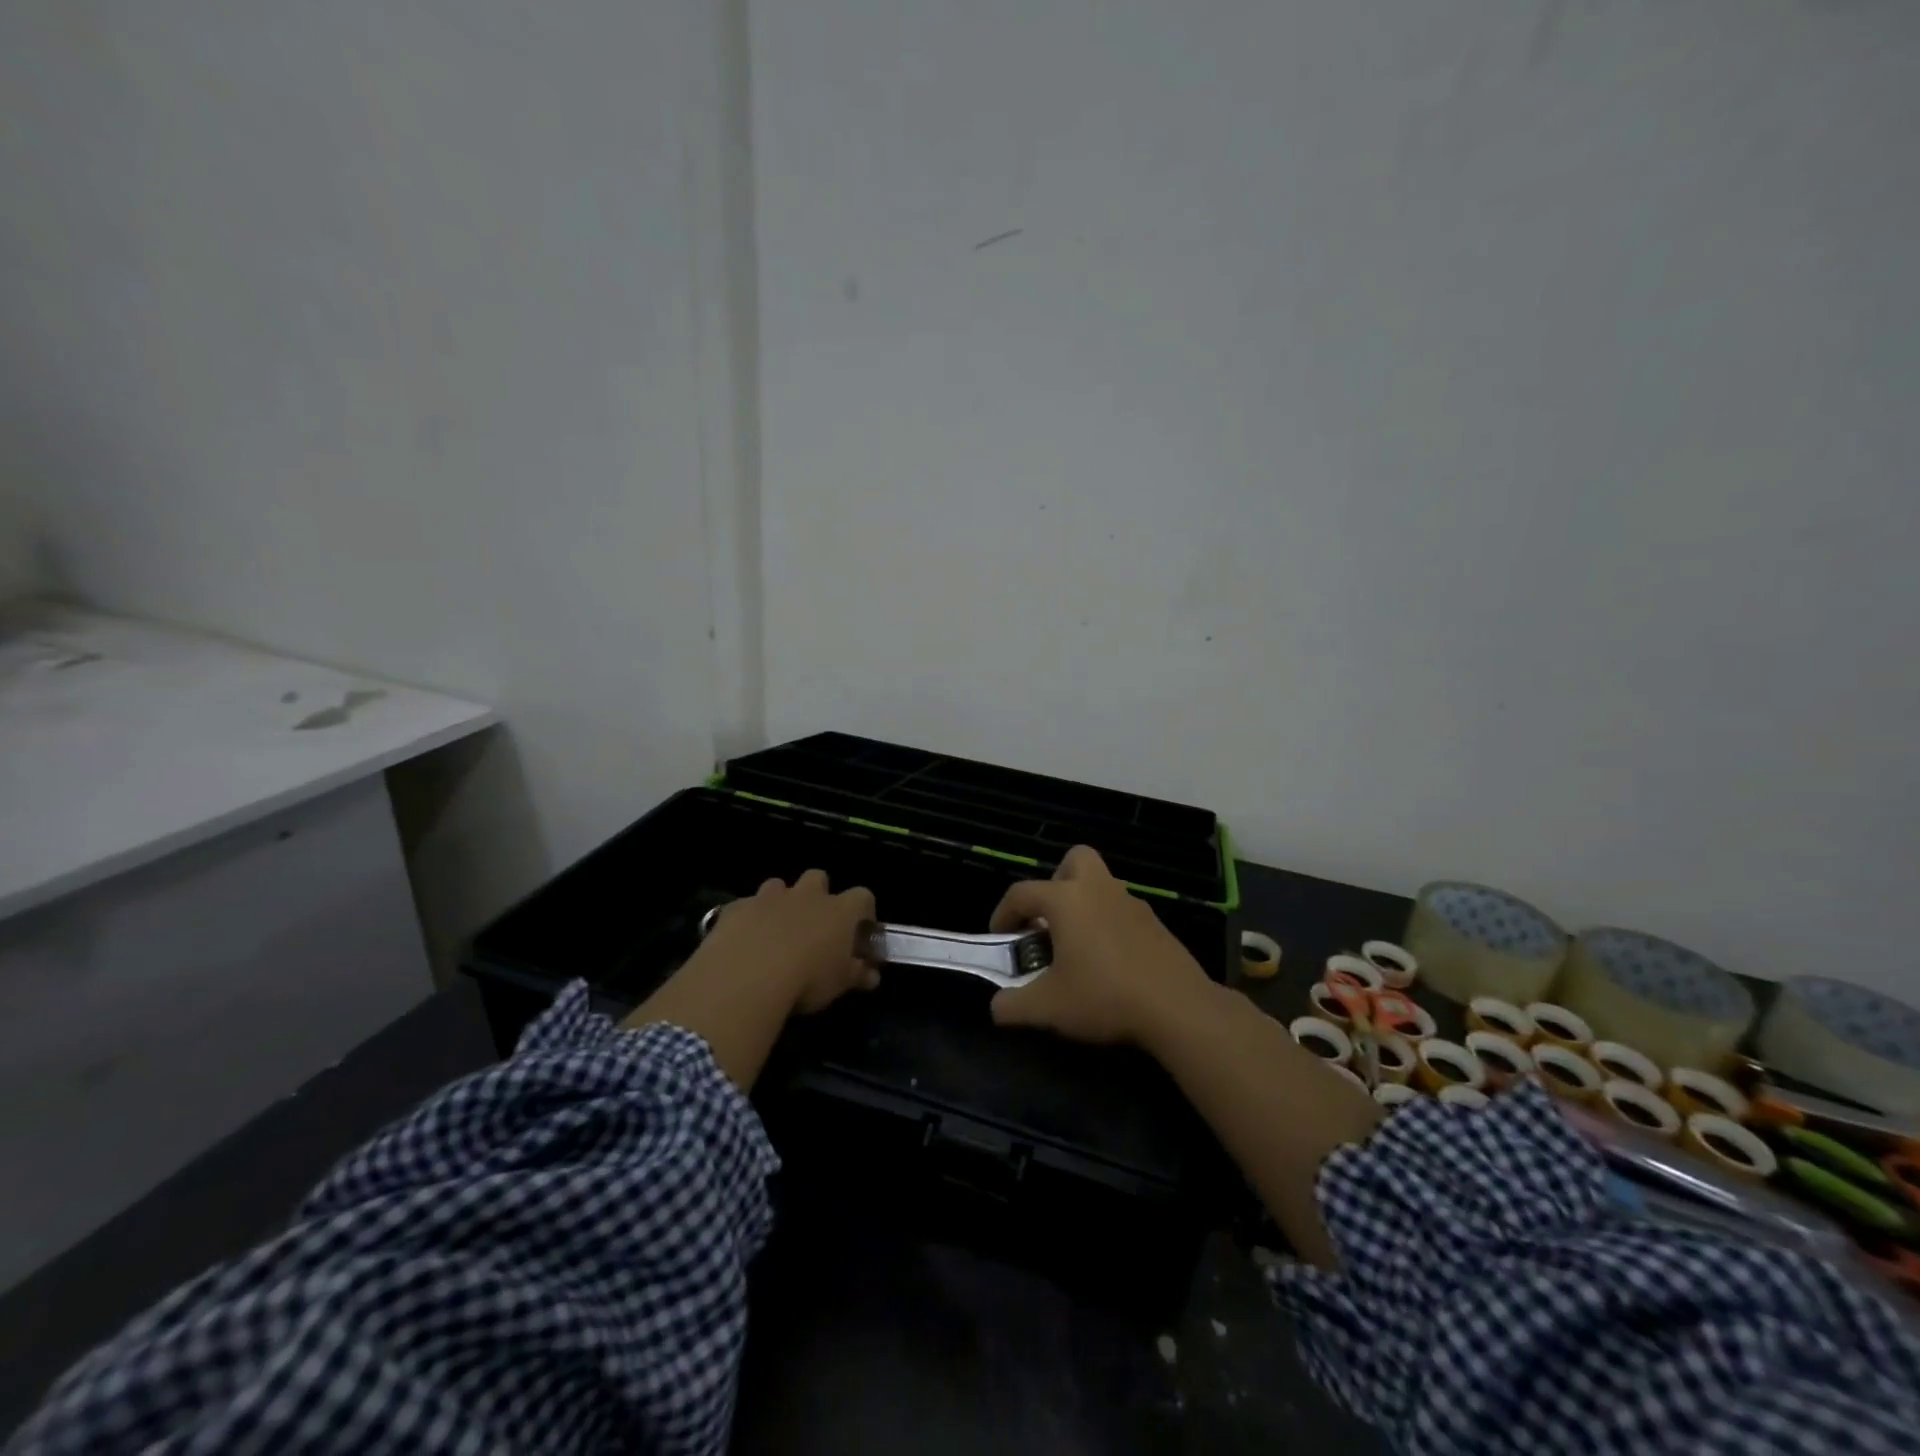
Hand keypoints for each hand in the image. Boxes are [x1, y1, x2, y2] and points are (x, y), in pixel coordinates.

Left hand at [698, 870, 878, 1013]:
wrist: (747, 976)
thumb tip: (872, 975)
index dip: (863, 911)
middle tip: (814, 923)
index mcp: (839, 911)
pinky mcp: (737, 908)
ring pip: (778, 886)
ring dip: (780, 902)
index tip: (860, 931)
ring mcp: (769, 898)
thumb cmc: (807, 980)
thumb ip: (858, 974)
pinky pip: (745, 906)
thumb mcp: (840, 984)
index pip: (863, 896)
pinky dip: (748, 918)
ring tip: (775, 930)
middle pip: (818, 877)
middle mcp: (806, 896)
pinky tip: (743, 941)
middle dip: (818, 894)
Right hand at [986, 845, 1212, 1044]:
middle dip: (1055, 883)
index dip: (1003, 913)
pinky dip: (1107, 924)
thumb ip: (1013, 1006)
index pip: (1022, 893)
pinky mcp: (1155, 922)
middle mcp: (1098, 889)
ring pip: (1100, 885)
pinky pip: (1120, 910)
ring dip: (1083, 905)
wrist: (1177, 1007)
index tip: (1000, 938)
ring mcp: (1131, 903)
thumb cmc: (1104, 996)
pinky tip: (1107, 961)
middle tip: (1048, 920)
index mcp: (1067, 900)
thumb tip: (997, 1007)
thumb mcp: (1048, 1008)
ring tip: (1076, 946)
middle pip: (1074, 860)